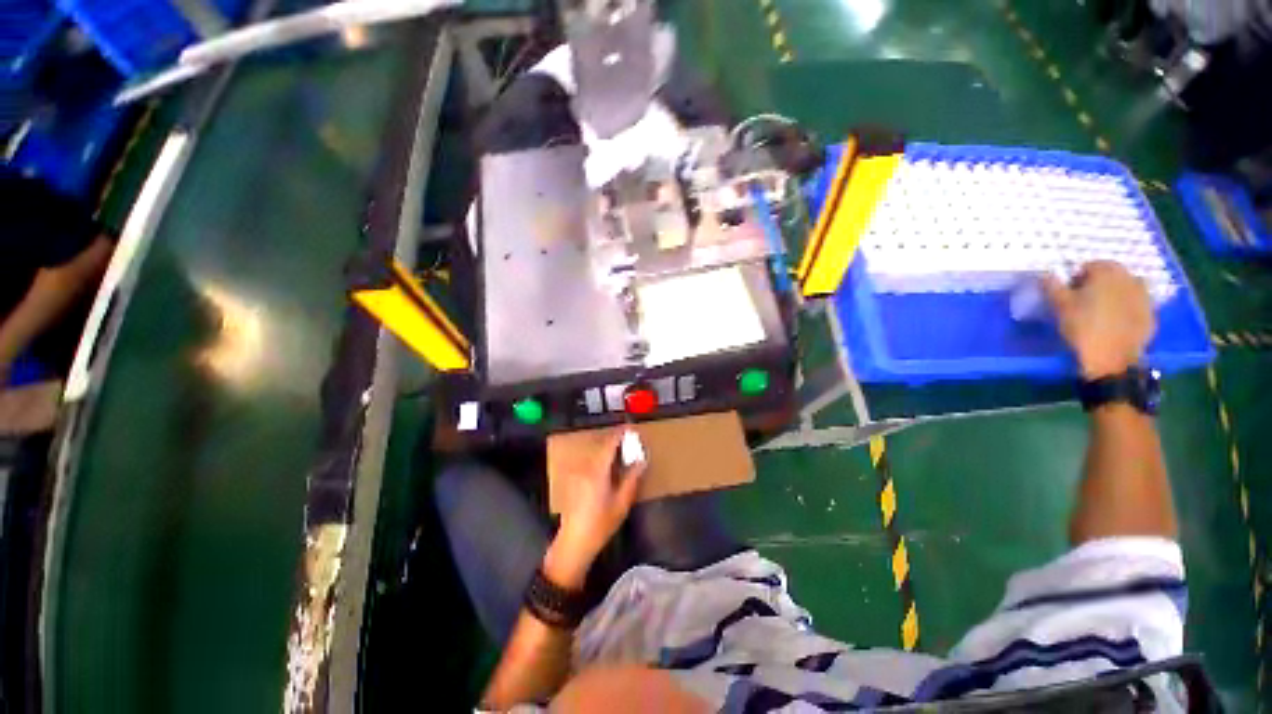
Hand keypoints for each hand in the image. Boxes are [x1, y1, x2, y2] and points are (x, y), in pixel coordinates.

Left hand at [545, 428, 645, 588]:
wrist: (574, 543)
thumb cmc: (600, 524)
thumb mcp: (621, 503)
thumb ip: (632, 478)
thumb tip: (641, 461)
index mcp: (597, 470)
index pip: (609, 444)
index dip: (620, 434)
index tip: (631, 428)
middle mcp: (585, 467)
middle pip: (601, 446)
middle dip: (616, 440)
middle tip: (631, 441)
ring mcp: (578, 473)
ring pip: (595, 453)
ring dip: (608, 449)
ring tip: (622, 452)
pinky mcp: (574, 480)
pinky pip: (590, 461)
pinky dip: (601, 458)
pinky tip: (609, 467)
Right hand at [1042, 261, 1155, 378]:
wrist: (1111, 358)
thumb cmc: (1082, 327)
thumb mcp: (1059, 306)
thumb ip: (1052, 286)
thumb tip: (1045, 273)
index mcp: (1107, 272)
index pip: (1091, 265)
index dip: (1078, 277)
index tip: (1071, 292)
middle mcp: (1129, 278)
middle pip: (1113, 274)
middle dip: (1100, 283)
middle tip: (1086, 300)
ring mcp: (1144, 296)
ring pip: (1128, 287)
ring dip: (1116, 293)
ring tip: (1103, 310)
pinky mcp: (1151, 314)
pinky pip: (1137, 304)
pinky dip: (1128, 308)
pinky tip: (1117, 322)